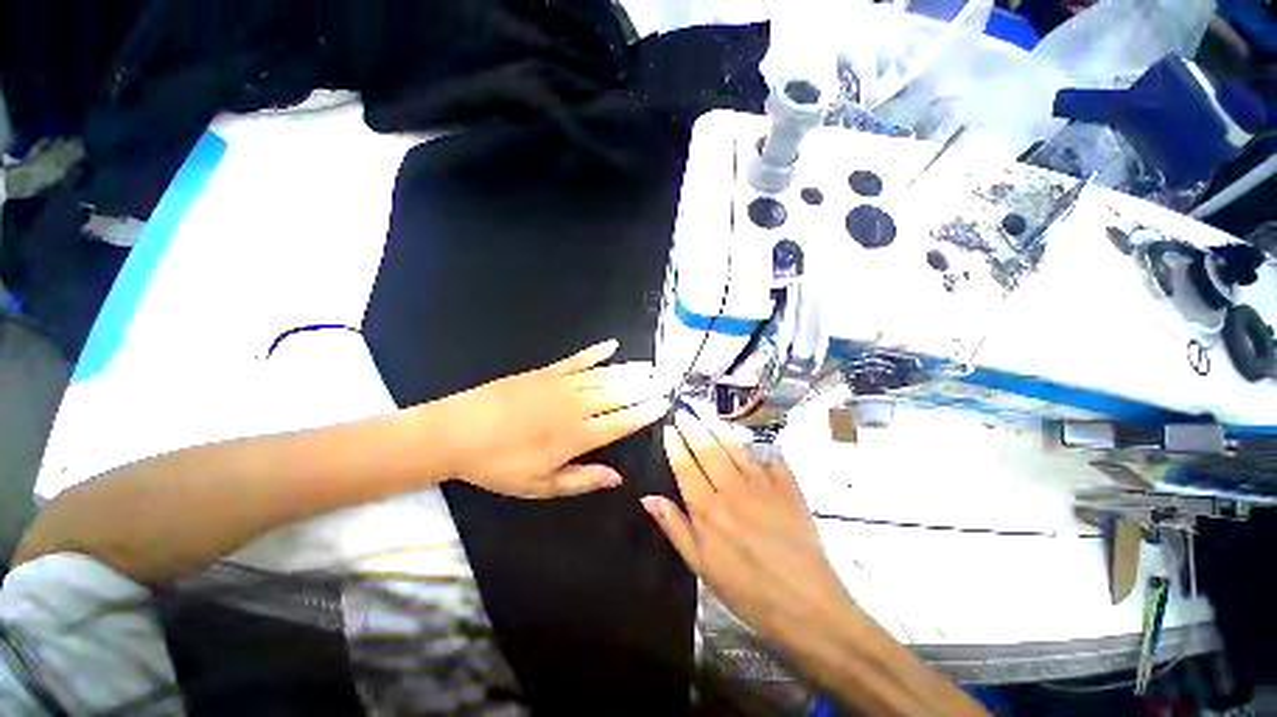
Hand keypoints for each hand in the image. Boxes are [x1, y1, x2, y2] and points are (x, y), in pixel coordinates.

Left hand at [434, 340, 667, 498]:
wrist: (457, 432)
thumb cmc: (499, 465)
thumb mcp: (540, 486)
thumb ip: (582, 480)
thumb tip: (617, 478)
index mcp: (577, 436)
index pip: (622, 422)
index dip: (645, 412)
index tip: (664, 403)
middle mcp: (576, 406)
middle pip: (618, 394)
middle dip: (645, 387)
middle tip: (665, 379)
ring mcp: (561, 384)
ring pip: (604, 376)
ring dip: (629, 370)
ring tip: (650, 366)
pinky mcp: (545, 371)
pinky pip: (577, 359)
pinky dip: (596, 352)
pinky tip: (611, 345)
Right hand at [641, 409, 854, 642]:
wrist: (805, 604)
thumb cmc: (746, 590)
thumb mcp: (701, 566)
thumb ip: (674, 527)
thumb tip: (647, 497)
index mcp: (707, 508)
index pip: (685, 466)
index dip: (675, 445)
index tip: (668, 428)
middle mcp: (731, 488)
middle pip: (707, 449)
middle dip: (693, 426)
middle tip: (684, 410)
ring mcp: (762, 484)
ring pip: (734, 447)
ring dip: (718, 427)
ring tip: (706, 413)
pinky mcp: (787, 486)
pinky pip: (768, 458)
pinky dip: (756, 447)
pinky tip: (749, 440)